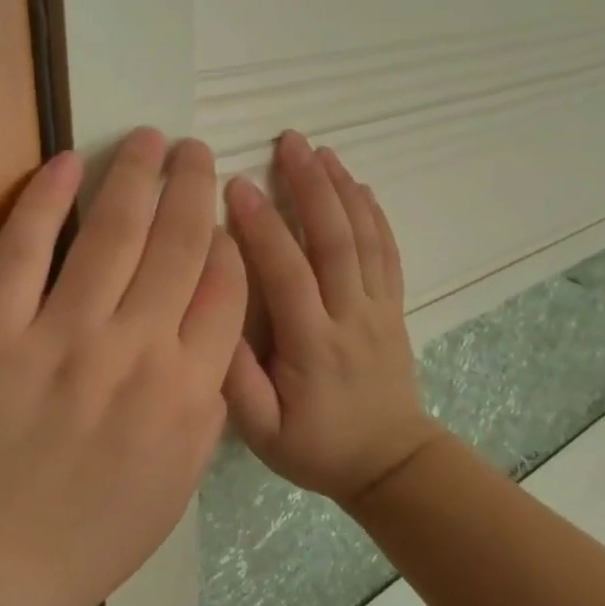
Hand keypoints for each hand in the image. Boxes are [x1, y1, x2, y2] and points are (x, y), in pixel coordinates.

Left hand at [0, 129, 245, 605]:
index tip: (225, 213)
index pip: (226, 290)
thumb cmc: (89, 538)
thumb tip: (212, 337)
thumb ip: (203, 407)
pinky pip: (23, 251)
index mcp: (187, 395)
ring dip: (136, 174)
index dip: (229, 240)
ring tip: (151, 139)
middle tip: (195, 150)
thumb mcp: (174, 485)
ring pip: (112, 233)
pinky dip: (46, 199)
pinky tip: (67, 163)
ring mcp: (61, 338)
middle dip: (192, 186)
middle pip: (179, 244)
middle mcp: (135, 353)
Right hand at [223, 131, 443, 505]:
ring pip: (364, 239)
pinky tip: (360, 186)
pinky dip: (376, 215)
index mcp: (312, 345)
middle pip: (334, 240)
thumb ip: (235, 382)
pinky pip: (388, 253)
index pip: (287, 273)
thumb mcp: (262, 433)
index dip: (263, 226)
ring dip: (343, 190)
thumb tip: (210, 319)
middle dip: (310, 186)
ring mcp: (378, 308)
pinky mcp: (394, 308)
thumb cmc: (317, 447)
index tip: (238, 184)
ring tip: (322, 150)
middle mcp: (350, 316)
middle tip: (290, 141)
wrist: (390, 463)